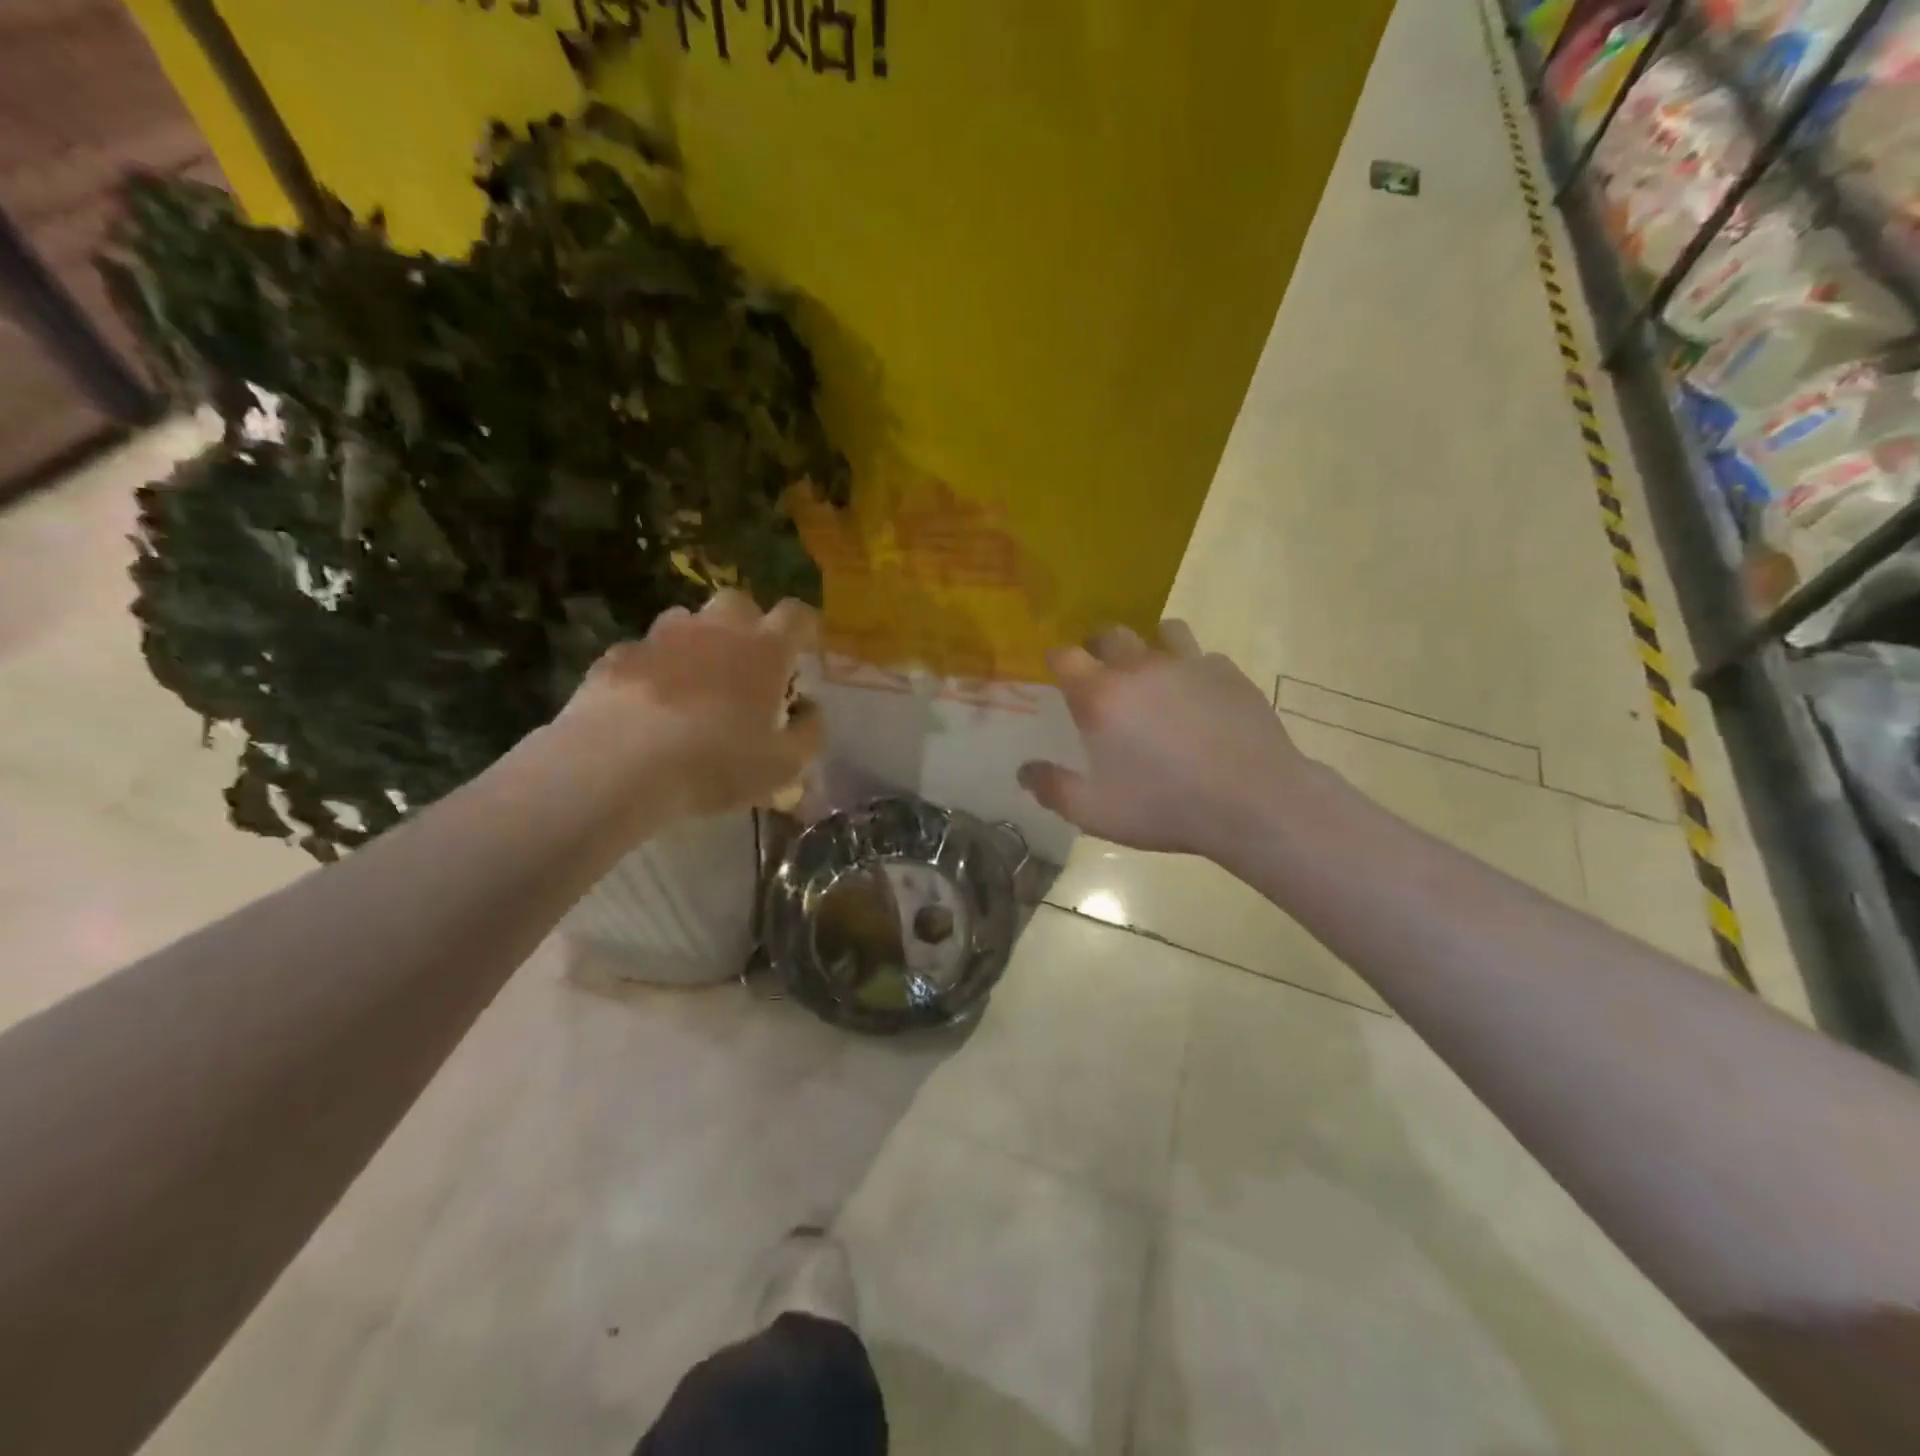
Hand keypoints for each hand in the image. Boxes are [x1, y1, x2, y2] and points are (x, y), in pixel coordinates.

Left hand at [557, 590, 823, 821]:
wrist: (620, 766)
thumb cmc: (717, 763)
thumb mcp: (785, 765)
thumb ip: (809, 731)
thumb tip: (810, 708)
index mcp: (764, 649)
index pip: (797, 615)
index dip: (805, 630)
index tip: (804, 654)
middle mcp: (716, 630)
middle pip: (739, 603)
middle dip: (748, 625)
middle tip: (748, 666)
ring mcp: (661, 638)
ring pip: (686, 620)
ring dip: (697, 642)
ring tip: (695, 683)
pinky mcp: (617, 656)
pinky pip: (643, 652)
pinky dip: (653, 669)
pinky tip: (647, 705)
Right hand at [1019, 622, 1312, 858]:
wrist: (1253, 802)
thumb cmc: (1164, 807)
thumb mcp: (1095, 812)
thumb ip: (1053, 788)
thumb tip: (1023, 772)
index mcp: (1102, 696)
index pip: (1065, 656)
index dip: (1056, 659)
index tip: (1055, 671)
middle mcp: (1140, 667)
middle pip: (1110, 633)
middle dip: (1098, 646)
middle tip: (1100, 671)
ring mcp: (1189, 664)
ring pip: (1162, 631)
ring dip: (1149, 645)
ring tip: (1152, 673)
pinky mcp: (1228, 672)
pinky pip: (1203, 656)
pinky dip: (1193, 668)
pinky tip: (1199, 697)